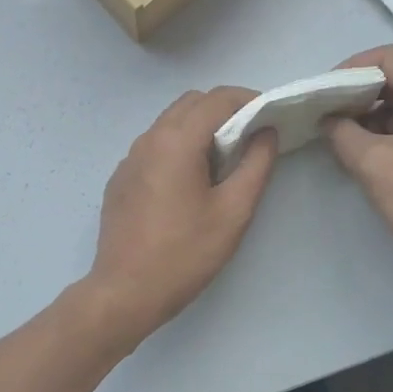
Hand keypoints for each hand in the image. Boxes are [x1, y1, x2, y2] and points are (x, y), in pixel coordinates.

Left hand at [85, 87, 278, 345]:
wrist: (125, 293)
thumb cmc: (185, 254)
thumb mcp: (233, 212)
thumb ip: (256, 165)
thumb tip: (266, 132)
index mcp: (176, 141)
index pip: (217, 98)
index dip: (249, 99)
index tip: (271, 115)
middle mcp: (149, 139)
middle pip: (191, 103)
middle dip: (225, 109)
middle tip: (252, 136)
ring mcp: (129, 158)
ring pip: (170, 122)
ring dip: (200, 126)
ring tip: (225, 158)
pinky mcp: (121, 178)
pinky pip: (154, 145)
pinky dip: (179, 146)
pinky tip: (191, 181)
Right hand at [323, 46, 392, 290]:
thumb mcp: (373, 163)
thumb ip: (342, 133)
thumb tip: (327, 119)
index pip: (388, 58)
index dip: (351, 67)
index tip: (323, 90)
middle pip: (392, 80)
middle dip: (354, 92)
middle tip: (321, 110)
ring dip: (363, 115)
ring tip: (332, 132)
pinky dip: (376, 134)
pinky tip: (353, 152)